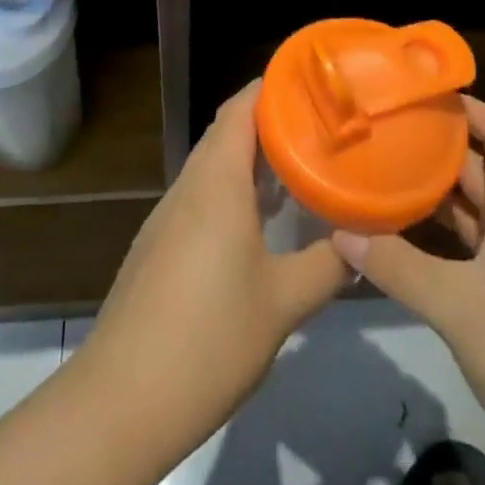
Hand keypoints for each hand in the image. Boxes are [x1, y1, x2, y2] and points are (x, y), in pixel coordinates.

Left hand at [0, 81, 345, 484]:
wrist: (121, 400)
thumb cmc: (209, 339)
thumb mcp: (283, 304)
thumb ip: (327, 266)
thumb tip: (362, 242)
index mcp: (217, 180)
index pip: (242, 106)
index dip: (274, 87)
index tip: (313, 84)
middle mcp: (189, 184)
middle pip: (227, 130)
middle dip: (271, 122)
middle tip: (319, 126)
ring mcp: (169, 214)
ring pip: (213, 164)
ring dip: (252, 158)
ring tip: (299, 166)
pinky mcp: (159, 243)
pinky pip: (202, 195)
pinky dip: (233, 189)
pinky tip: (260, 220)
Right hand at [331, 98, 484, 484]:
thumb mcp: (458, 308)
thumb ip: (397, 267)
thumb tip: (339, 231)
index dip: (470, 106)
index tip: (423, 96)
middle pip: (481, 169)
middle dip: (437, 148)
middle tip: (386, 134)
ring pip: (476, 211)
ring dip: (436, 194)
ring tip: (385, 178)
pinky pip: (474, 249)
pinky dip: (442, 238)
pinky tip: (408, 244)